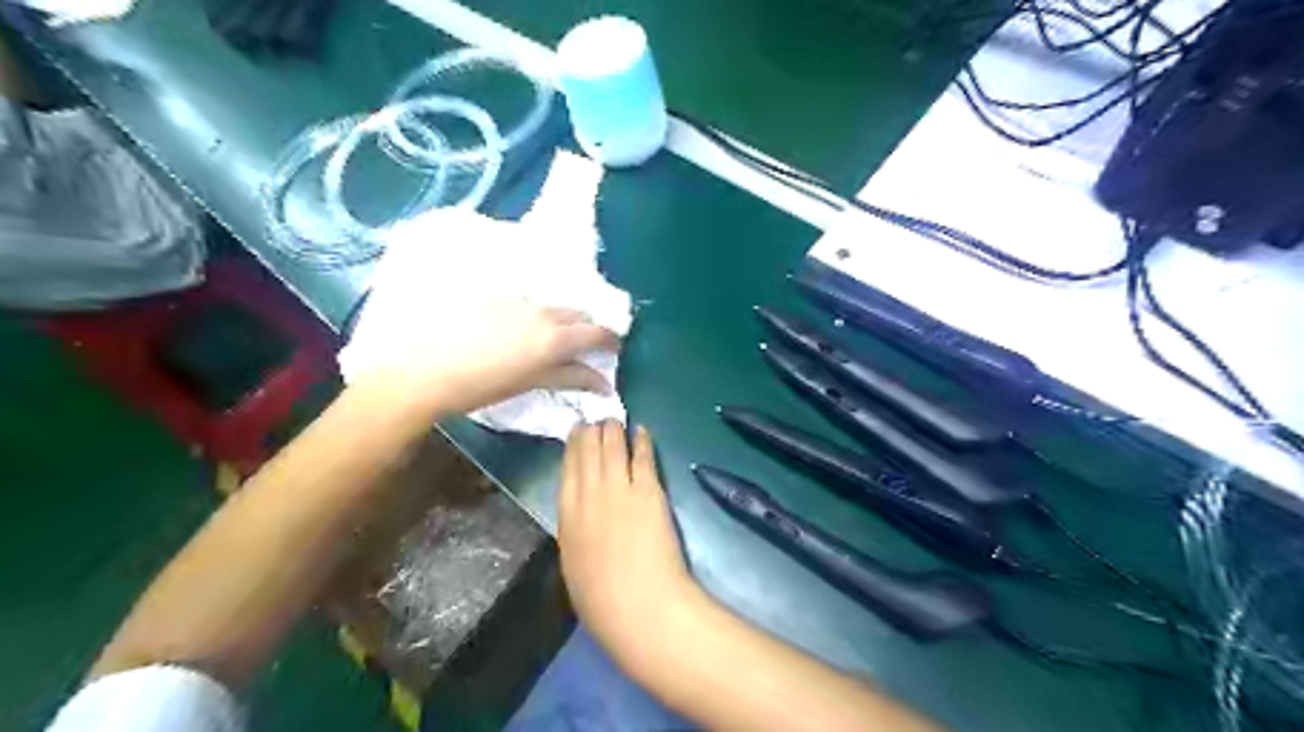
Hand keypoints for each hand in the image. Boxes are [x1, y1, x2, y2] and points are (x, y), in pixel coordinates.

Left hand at [341, 299, 616, 418]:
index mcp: (554, 337)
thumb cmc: (481, 386)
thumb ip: (571, 378)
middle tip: (583, 347)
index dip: (611, 340)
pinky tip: (515, 329)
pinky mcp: (493, 296)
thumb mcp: (531, 383)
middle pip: (578, 314)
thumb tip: (603, 383)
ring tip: (547, 339)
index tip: (613, 350)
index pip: (598, 332)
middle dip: (587, 328)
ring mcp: (516, 300)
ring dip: (560, 320)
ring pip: (552, 306)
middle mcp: (542, 312)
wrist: (422, 369)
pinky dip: (533, 315)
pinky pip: (526, 302)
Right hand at [560, 422, 704, 669]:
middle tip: (598, 421)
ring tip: (615, 420)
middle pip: (589, 451)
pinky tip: (642, 430)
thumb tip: (580, 519)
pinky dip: (642, 440)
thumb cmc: (602, 601)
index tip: (577, 432)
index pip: (567, 468)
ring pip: (613, 446)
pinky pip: (643, 457)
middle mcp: (590, 493)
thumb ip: (575, 535)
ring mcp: (621, 488)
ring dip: (614, 430)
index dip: (573, 446)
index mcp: (567, 515)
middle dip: (593, 431)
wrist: (640, 605)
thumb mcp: (573, 566)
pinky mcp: (650, 490)